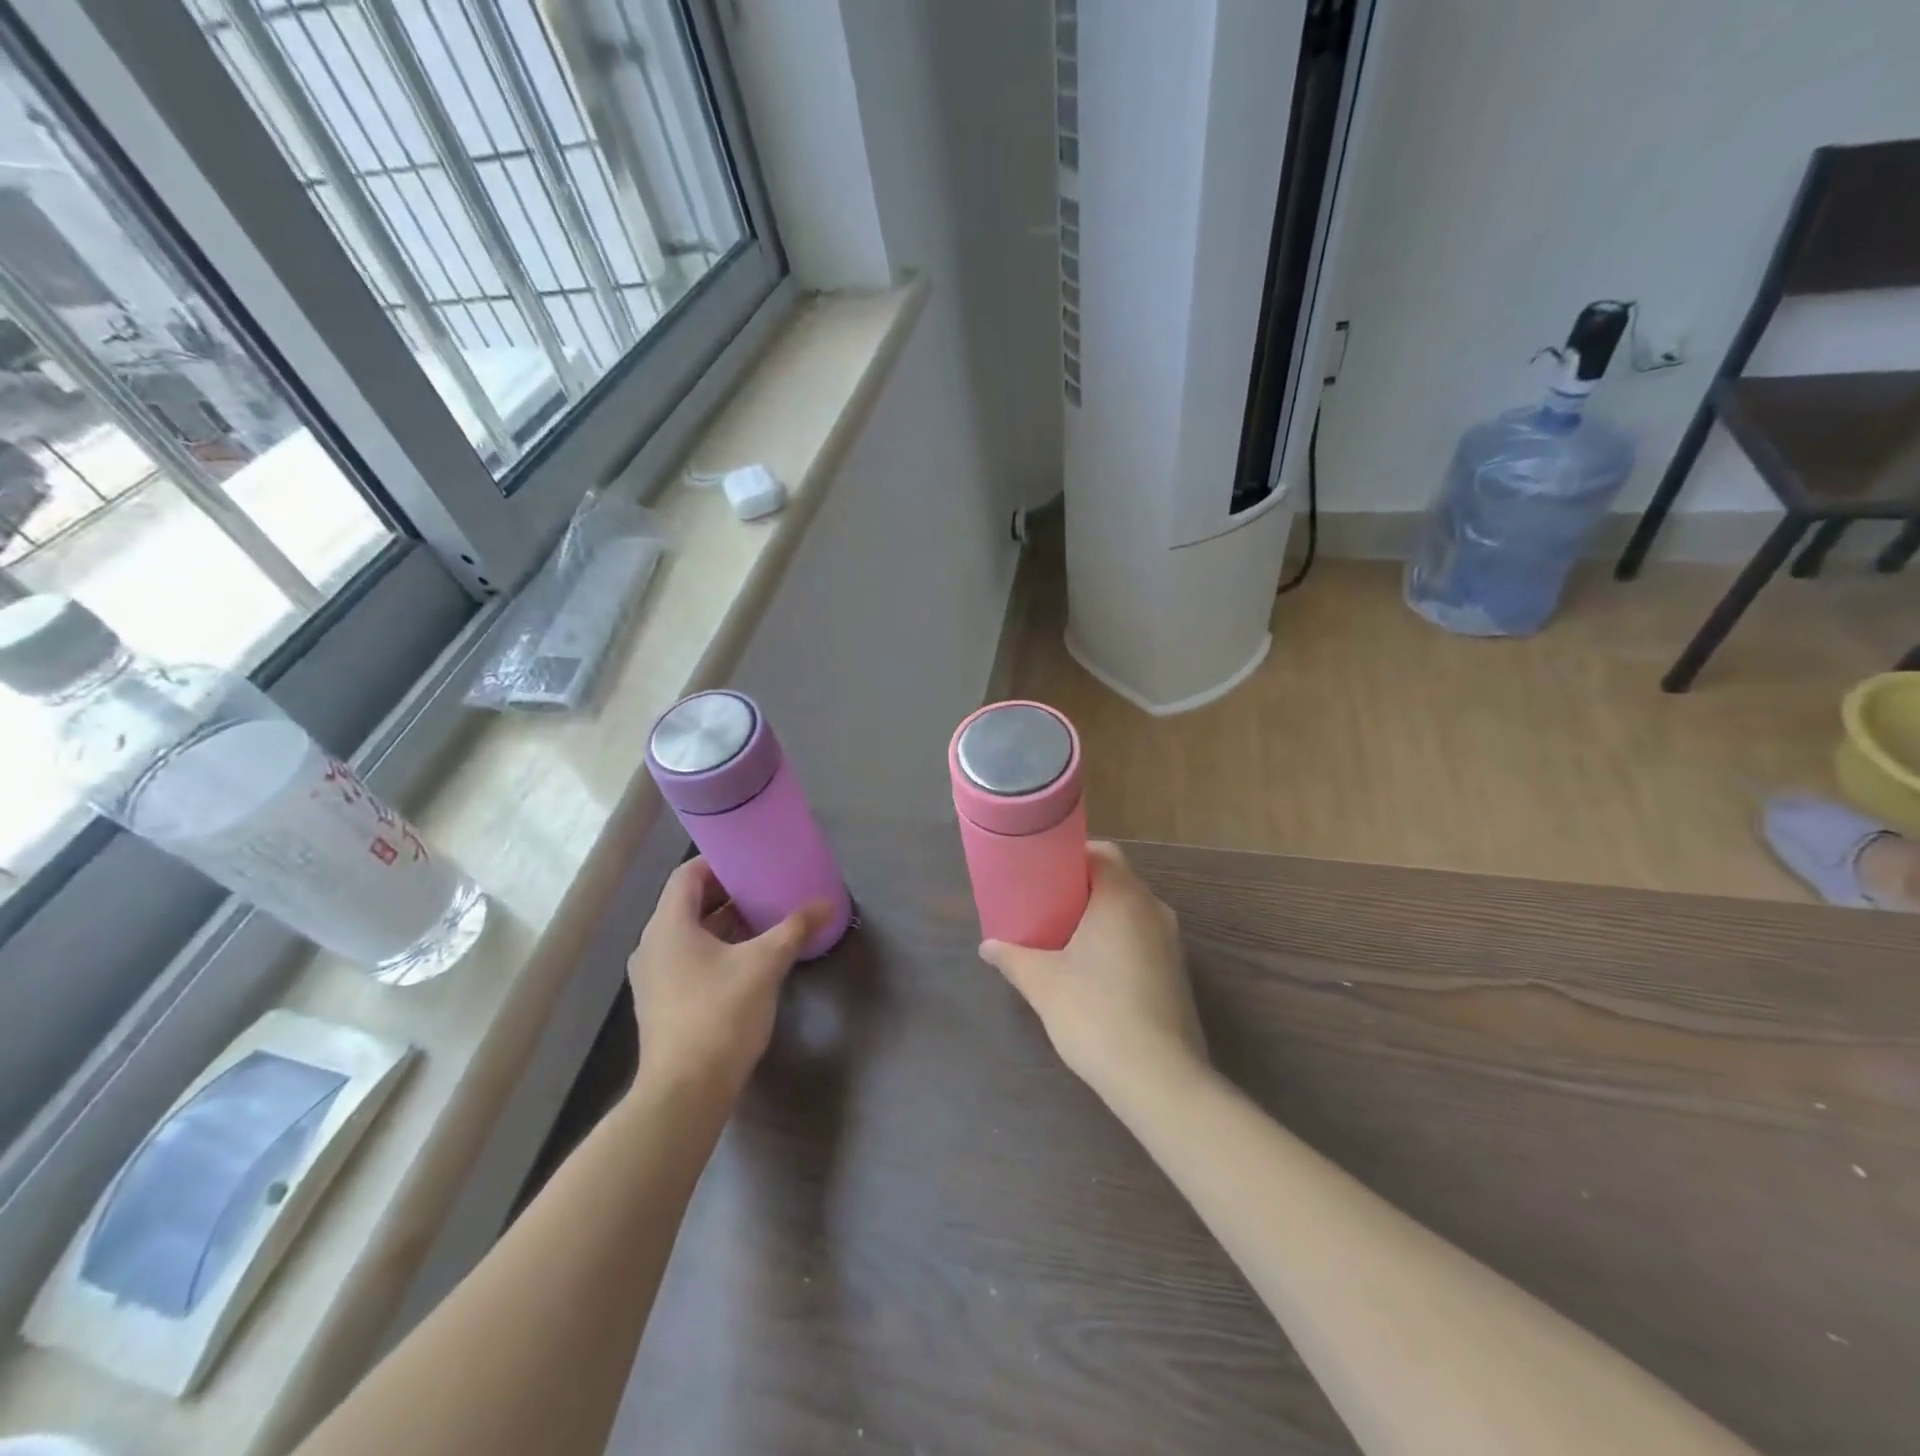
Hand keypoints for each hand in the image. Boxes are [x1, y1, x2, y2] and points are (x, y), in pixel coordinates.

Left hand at [627, 857, 830, 1105]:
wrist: (685, 1093)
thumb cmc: (720, 1015)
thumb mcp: (765, 965)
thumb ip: (795, 929)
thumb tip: (827, 904)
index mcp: (668, 926)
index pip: (687, 875)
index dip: (719, 863)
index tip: (752, 861)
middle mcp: (653, 945)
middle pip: (688, 903)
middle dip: (728, 894)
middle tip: (765, 888)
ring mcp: (654, 977)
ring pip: (690, 934)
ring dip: (724, 923)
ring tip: (764, 919)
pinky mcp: (663, 1003)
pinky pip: (689, 959)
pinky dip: (716, 949)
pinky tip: (749, 959)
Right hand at [979, 842, 1206, 1103]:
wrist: (1158, 1078)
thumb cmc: (1095, 1014)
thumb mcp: (1042, 983)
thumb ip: (1012, 957)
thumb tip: (987, 946)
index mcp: (1123, 897)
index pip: (1102, 852)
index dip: (1071, 856)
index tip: (1043, 872)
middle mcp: (1154, 910)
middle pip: (1118, 879)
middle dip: (1083, 887)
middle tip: (1046, 903)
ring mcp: (1172, 943)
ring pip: (1132, 911)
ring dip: (1102, 916)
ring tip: (1065, 935)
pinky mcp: (1178, 974)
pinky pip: (1144, 939)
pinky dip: (1119, 941)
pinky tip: (1094, 970)